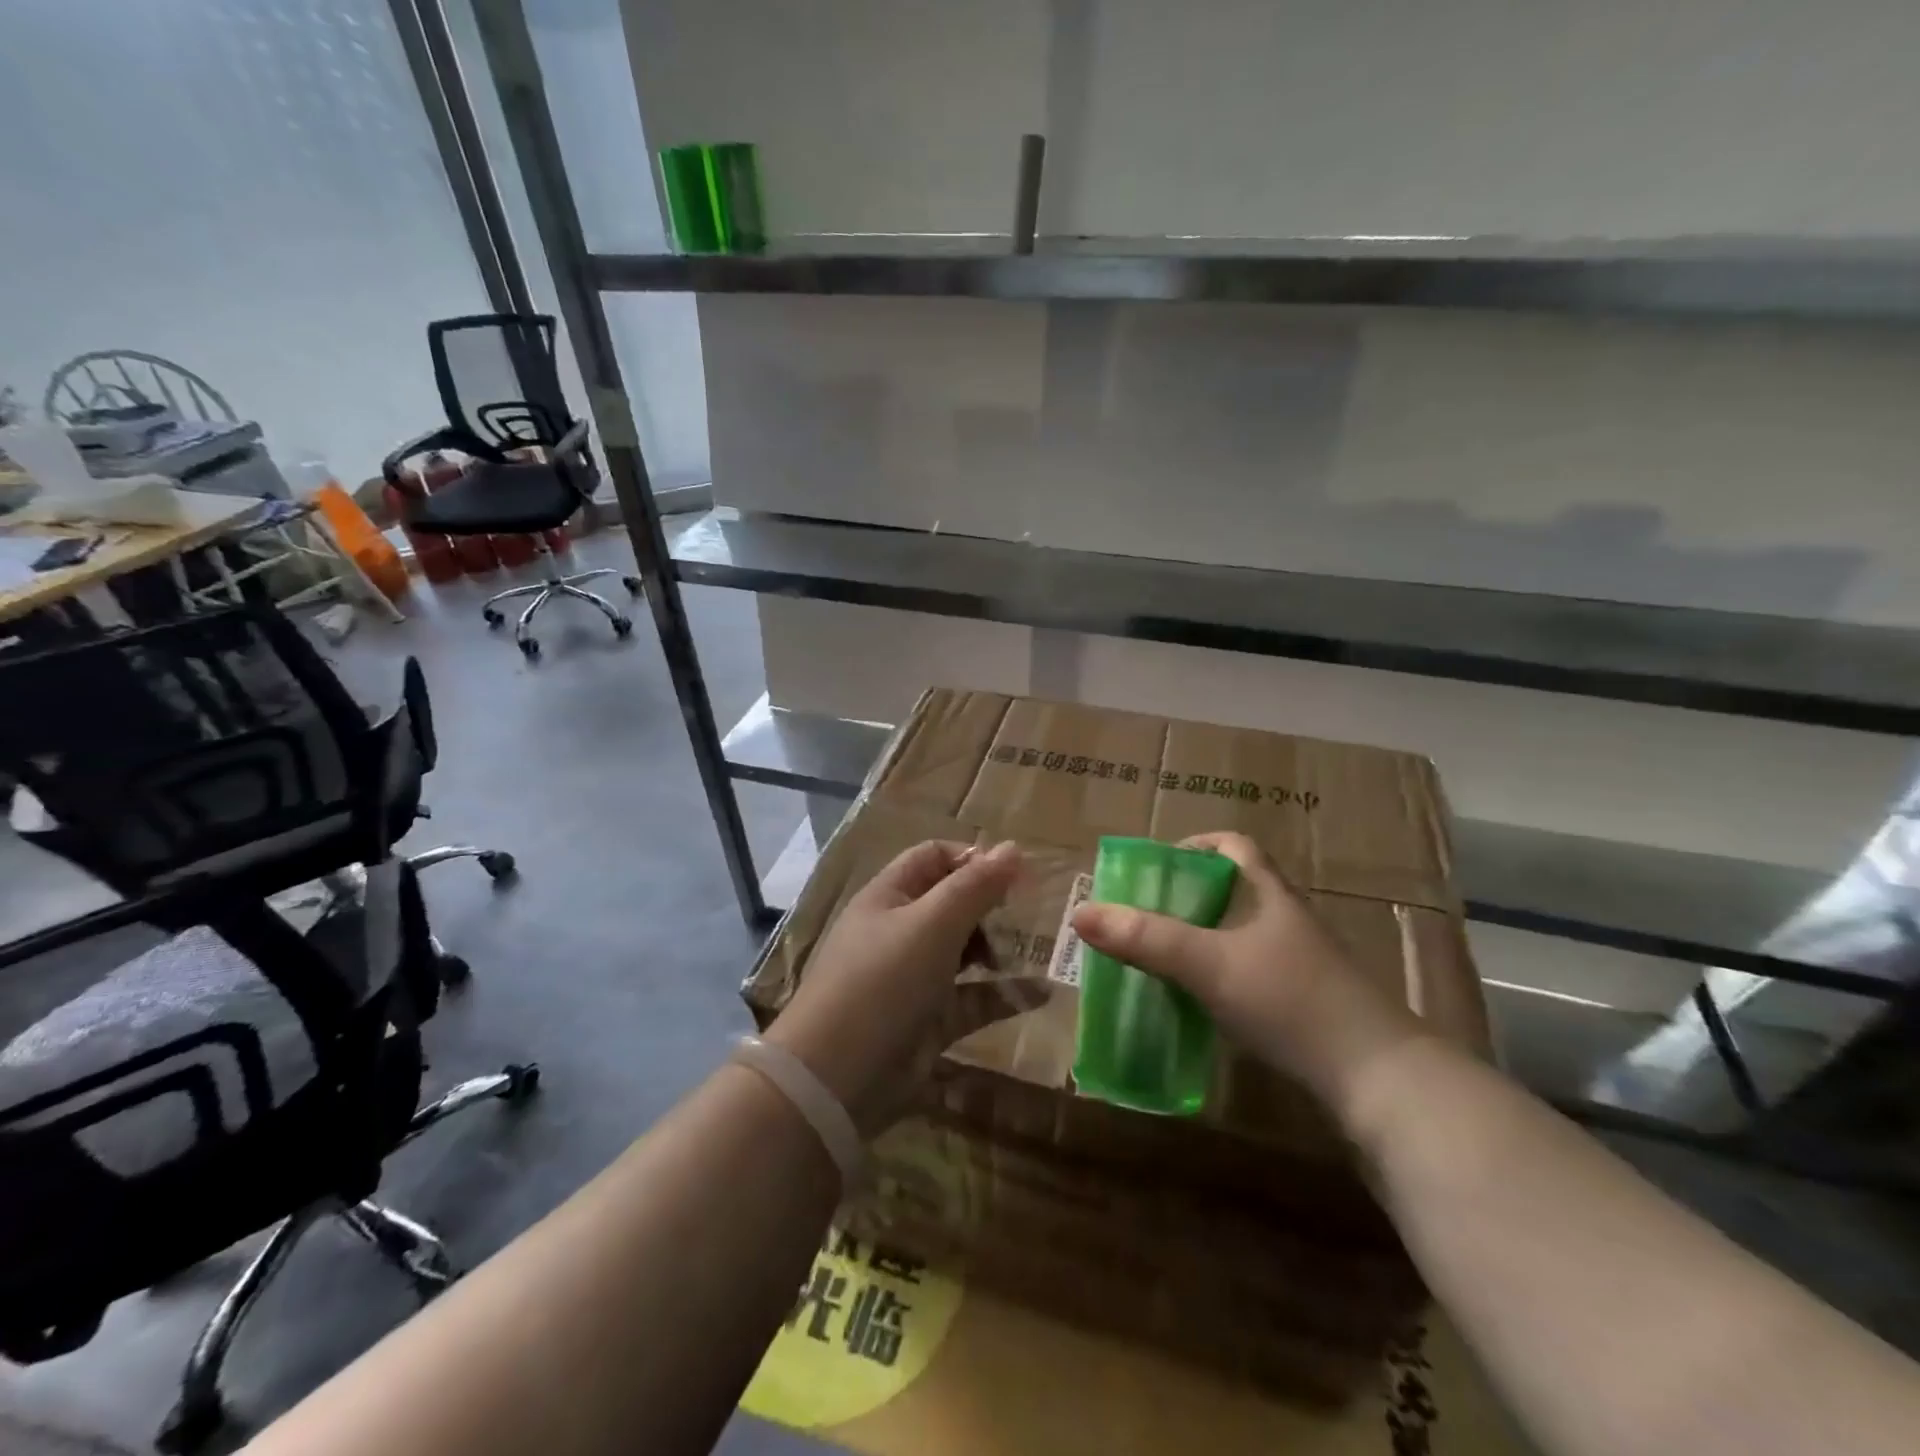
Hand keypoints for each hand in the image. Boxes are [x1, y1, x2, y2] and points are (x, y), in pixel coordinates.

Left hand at [766, 839, 1040, 1135]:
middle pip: (952, 903)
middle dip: (990, 907)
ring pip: (964, 952)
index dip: (972, 859)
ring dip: (1000, 950)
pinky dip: (1003, 995)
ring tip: (1039, 951)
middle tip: (1028, 916)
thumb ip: (975, 886)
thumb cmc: (883, 980)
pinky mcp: (929, 1020)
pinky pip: (972, 999)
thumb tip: (1013, 847)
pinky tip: (1042, 994)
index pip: (933, 858)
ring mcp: (914, 977)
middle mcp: (900, 931)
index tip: (1014, 875)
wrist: (837, 1076)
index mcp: (890, 896)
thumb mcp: (932, 924)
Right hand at [1070, 832, 1425, 1121]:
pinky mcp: (1305, 1007)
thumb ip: (1145, 938)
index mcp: (1271, 895)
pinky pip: (1249, 975)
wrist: (1380, 1080)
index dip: (1195, 846)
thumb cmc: (1291, 1001)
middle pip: (1232, 892)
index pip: (1234, 847)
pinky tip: (1195, 1005)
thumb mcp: (1209, 964)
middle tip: (1141, 917)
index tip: (1156, 866)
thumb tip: (1080, 912)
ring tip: (1157, 959)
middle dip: (1184, 899)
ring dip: (1199, 941)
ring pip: (1239, 936)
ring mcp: (1301, 966)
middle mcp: (1287, 922)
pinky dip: (1217, 979)